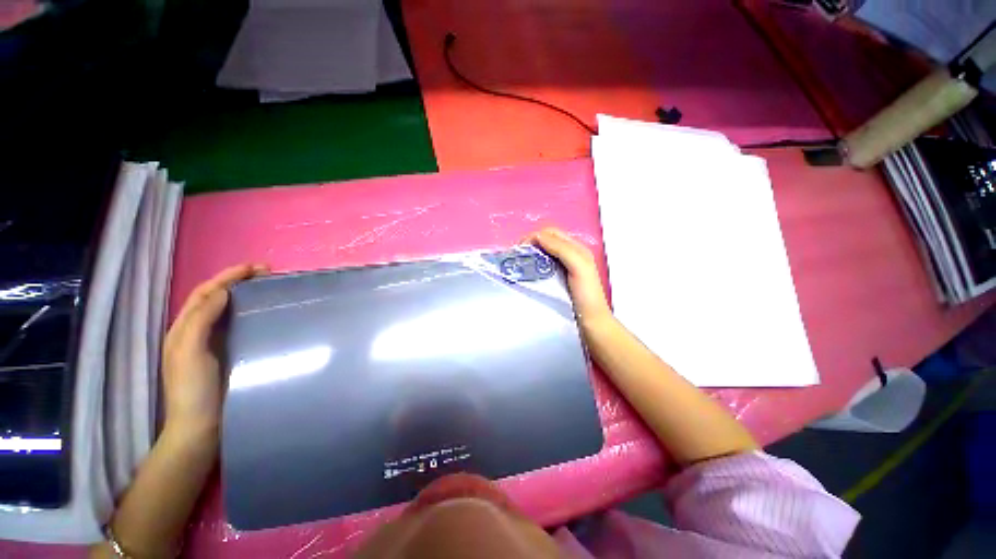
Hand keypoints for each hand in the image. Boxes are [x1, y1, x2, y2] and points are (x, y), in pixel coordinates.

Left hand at [161, 264, 267, 437]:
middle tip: (268, 274)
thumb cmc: (193, 389)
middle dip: (238, 281)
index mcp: (184, 328)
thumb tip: (223, 292)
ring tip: (269, 288)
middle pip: (216, 298)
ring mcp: (215, 344)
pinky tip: (266, 314)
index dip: (227, 276)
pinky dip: (251, 314)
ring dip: (246, 295)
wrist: (201, 427)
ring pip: (229, 311)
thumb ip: (200, 320)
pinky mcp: (231, 354)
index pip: (205, 293)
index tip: (256, 267)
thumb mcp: (189, 351)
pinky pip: (240, 326)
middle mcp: (198, 331)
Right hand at [527, 228, 612, 326]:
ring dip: (529, 254)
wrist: (591, 322)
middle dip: (530, 243)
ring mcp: (561, 267)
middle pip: (545, 240)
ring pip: (542, 252)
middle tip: (517, 255)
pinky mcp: (556, 279)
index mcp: (576, 248)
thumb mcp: (579, 267)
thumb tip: (537, 236)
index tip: (521, 248)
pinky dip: (532, 264)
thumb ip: (562, 249)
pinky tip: (526, 273)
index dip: (535, 236)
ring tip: (518, 263)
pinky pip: (541, 265)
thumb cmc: (587, 295)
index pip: (551, 233)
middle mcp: (568, 254)